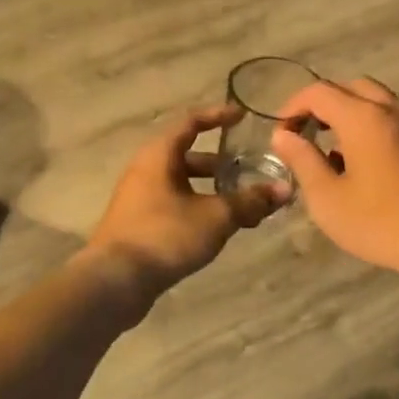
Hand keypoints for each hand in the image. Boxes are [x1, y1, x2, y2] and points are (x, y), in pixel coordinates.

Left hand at [86, 104, 285, 299]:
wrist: (115, 281)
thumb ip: (250, 201)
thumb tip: (284, 190)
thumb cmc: (165, 235)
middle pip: (188, 156)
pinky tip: (219, 229)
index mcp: (159, 155)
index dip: (218, 116)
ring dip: (213, 191)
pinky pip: (175, 206)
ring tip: (243, 205)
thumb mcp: (215, 216)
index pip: (191, 122)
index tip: (242, 116)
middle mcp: (146, 170)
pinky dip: (199, 209)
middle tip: (249, 171)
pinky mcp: (140, 225)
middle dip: (221, 164)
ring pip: (183, 185)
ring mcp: (140, 199)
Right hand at [271, 79, 398, 286]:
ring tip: (338, 154)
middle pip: (352, 88)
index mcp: (365, 118)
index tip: (281, 134)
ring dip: (353, 116)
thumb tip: (283, 136)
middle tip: (308, 135)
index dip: (293, 107)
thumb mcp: (329, 200)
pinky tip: (373, 167)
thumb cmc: (384, 224)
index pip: (320, 92)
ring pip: (380, 103)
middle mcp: (396, 110)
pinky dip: (377, 129)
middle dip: (324, 106)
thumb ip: (303, 162)